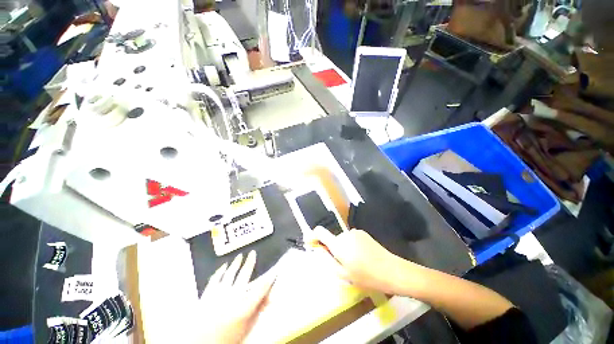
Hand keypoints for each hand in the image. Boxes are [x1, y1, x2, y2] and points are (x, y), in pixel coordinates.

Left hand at [196, 251, 274, 343]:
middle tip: (253, 253)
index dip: (269, 278)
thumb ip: (258, 310)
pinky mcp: (206, 296)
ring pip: (229, 274)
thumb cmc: (227, 338)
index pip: (261, 288)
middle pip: (244, 275)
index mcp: (244, 307)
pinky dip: (219, 271)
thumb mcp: (246, 327)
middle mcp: (232, 297)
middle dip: (250, 262)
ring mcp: (218, 295)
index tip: (274, 270)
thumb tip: (271, 298)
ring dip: (235, 264)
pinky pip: (214, 279)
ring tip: (240, 256)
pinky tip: (223, 266)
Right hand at [310, 226, 420, 294]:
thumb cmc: (366, 276)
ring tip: (355, 262)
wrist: (391, 270)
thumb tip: (319, 249)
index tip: (311, 243)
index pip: (320, 231)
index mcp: (338, 244)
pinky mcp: (363, 233)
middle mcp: (345, 234)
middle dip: (332, 248)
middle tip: (341, 264)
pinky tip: (362, 257)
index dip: (313, 236)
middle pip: (333, 238)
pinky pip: (351, 238)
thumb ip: (328, 259)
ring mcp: (355, 232)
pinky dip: (351, 246)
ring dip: (343, 248)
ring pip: (342, 239)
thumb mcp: (343, 274)